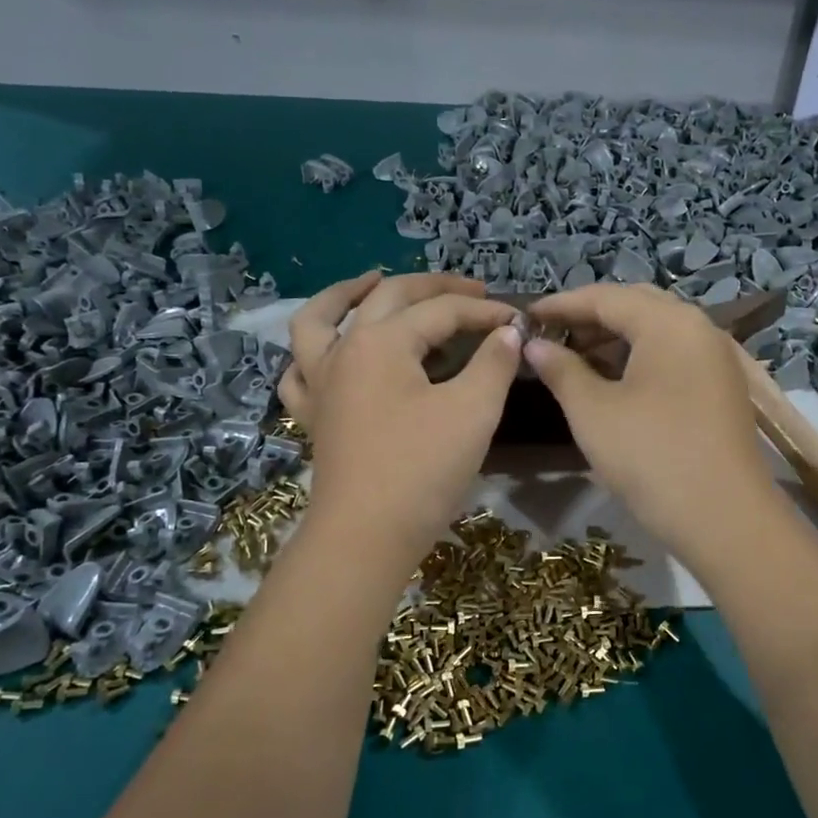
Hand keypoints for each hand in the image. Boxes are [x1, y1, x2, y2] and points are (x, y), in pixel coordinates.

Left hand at [279, 272, 521, 563]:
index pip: (441, 312)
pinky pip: (300, 371)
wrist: (367, 535)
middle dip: (433, 288)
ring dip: (346, 294)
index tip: (517, 320)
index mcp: (381, 342)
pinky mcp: (314, 416)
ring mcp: (320, 383)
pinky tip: (330, 351)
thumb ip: (493, 363)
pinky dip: (311, 353)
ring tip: (373, 282)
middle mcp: (343, 351)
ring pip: (319, 320)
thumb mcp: (473, 411)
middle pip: (387, 299)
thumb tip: (508, 333)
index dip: (483, 312)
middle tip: (470, 289)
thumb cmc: (422, 469)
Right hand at [525, 284, 778, 566]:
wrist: (724, 517)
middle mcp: (699, 328)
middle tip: (551, 336)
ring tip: (575, 360)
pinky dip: (640, 358)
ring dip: (615, 339)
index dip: (562, 304)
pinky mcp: (721, 387)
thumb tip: (534, 345)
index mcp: (669, 322)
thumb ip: (561, 369)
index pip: (606, 297)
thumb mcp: (593, 411)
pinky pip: (674, 356)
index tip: (526, 316)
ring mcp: (716, 358)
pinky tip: (613, 381)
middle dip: (590, 318)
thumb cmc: (650, 456)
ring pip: (657, 332)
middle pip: (636, 306)